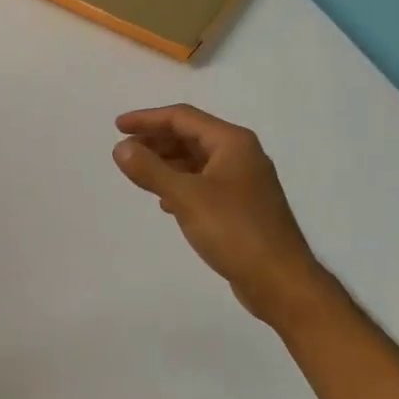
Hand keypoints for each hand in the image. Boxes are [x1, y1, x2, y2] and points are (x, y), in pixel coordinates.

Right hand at [112, 104, 335, 329]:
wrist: (280, 280)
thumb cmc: (235, 231)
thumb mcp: (186, 197)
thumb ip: (151, 170)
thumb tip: (120, 148)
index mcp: (232, 143)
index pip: (183, 118)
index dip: (147, 119)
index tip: (117, 127)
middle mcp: (241, 155)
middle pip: (191, 136)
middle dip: (156, 141)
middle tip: (124, 151)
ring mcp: (244, 182)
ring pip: (198, 161)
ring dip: (167, 163)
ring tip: (139, 174)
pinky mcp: (242, 206)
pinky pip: (205, 184)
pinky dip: (182, 185)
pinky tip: (165, 202)